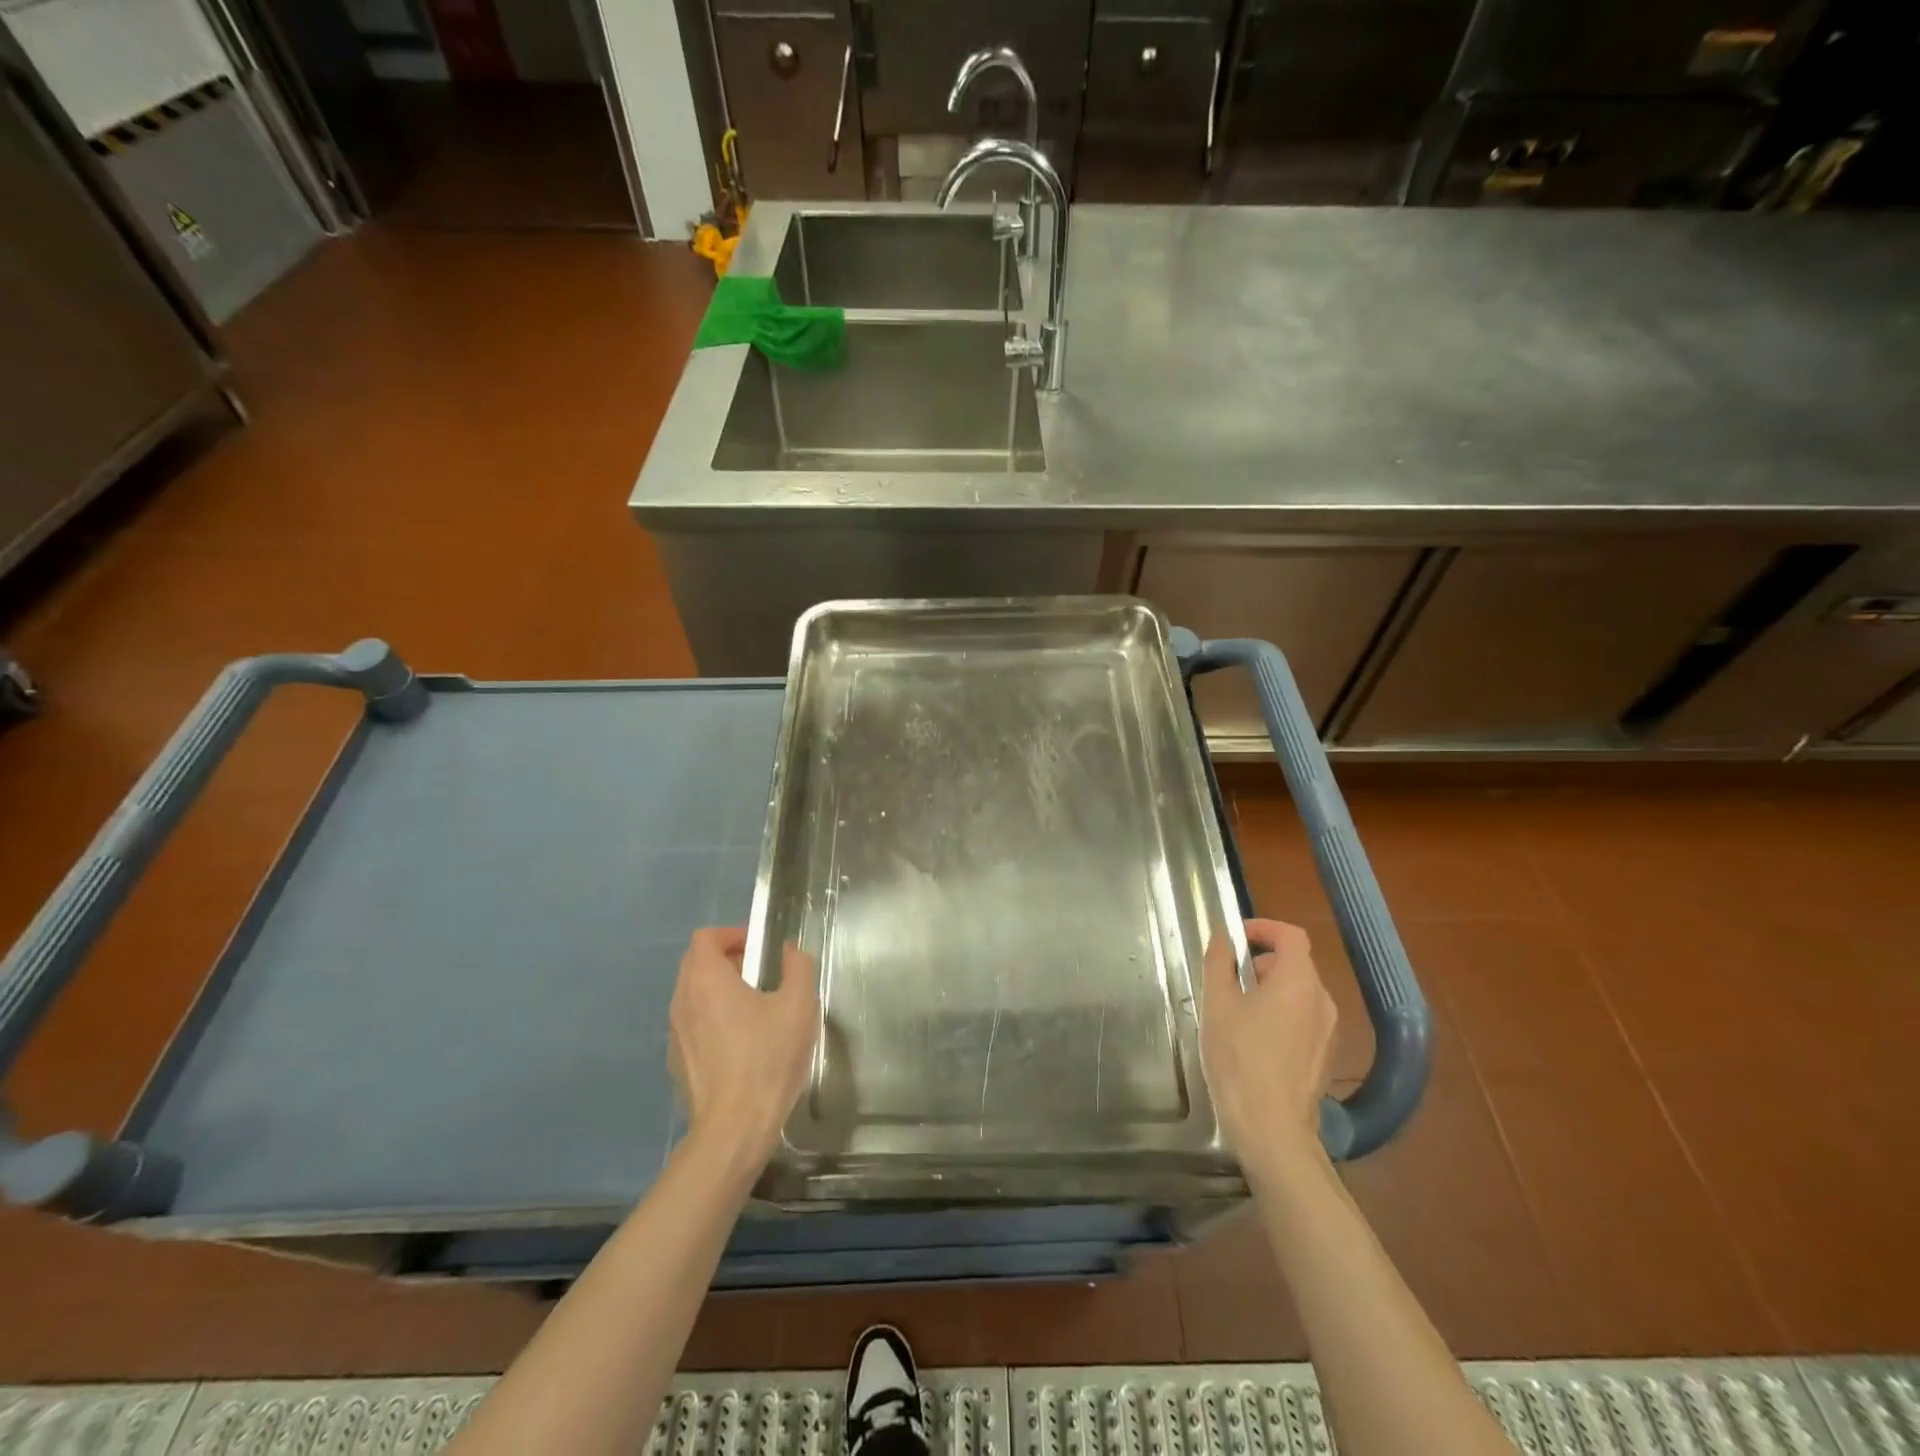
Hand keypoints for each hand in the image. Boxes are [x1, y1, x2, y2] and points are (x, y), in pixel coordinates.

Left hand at [669, 928, 818, 1166]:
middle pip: (696, 963)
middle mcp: (682, 1000)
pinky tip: (740, 1043)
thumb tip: (788, 951)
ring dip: (719, 990)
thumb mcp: (799, 1005)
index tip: (758, 948)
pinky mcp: (676, 1062)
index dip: (732, 934)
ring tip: (754, 1008)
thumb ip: (797, 967)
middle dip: (727, 959)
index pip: (705, 937)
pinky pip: (692, 1024)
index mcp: (706, 980)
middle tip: (760, 973)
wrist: (735, 1128)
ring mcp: (675, 1034)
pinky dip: (712, 1019)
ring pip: (692, 995)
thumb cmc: (768, 1058)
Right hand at [1200, 918, 1337, 1183]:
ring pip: (1299, 992)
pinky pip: (1303, 1018)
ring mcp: (1328, 1031)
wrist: (1272, 1129)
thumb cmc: (1239, 1059)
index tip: (1235, 937)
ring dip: (1270, 988)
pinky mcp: (1325, 1056)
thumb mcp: (1218, 1004)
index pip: (1291, 935)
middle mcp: (1322, 1001)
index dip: (1263, 928)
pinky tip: (1253, 1039)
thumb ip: (1220, 962)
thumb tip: (1223, 934)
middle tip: (1228, 978)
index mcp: (1298, 982)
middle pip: (1295, 963)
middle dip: (1261, 960)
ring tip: (1236, 1010)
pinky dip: (1281, 1013)